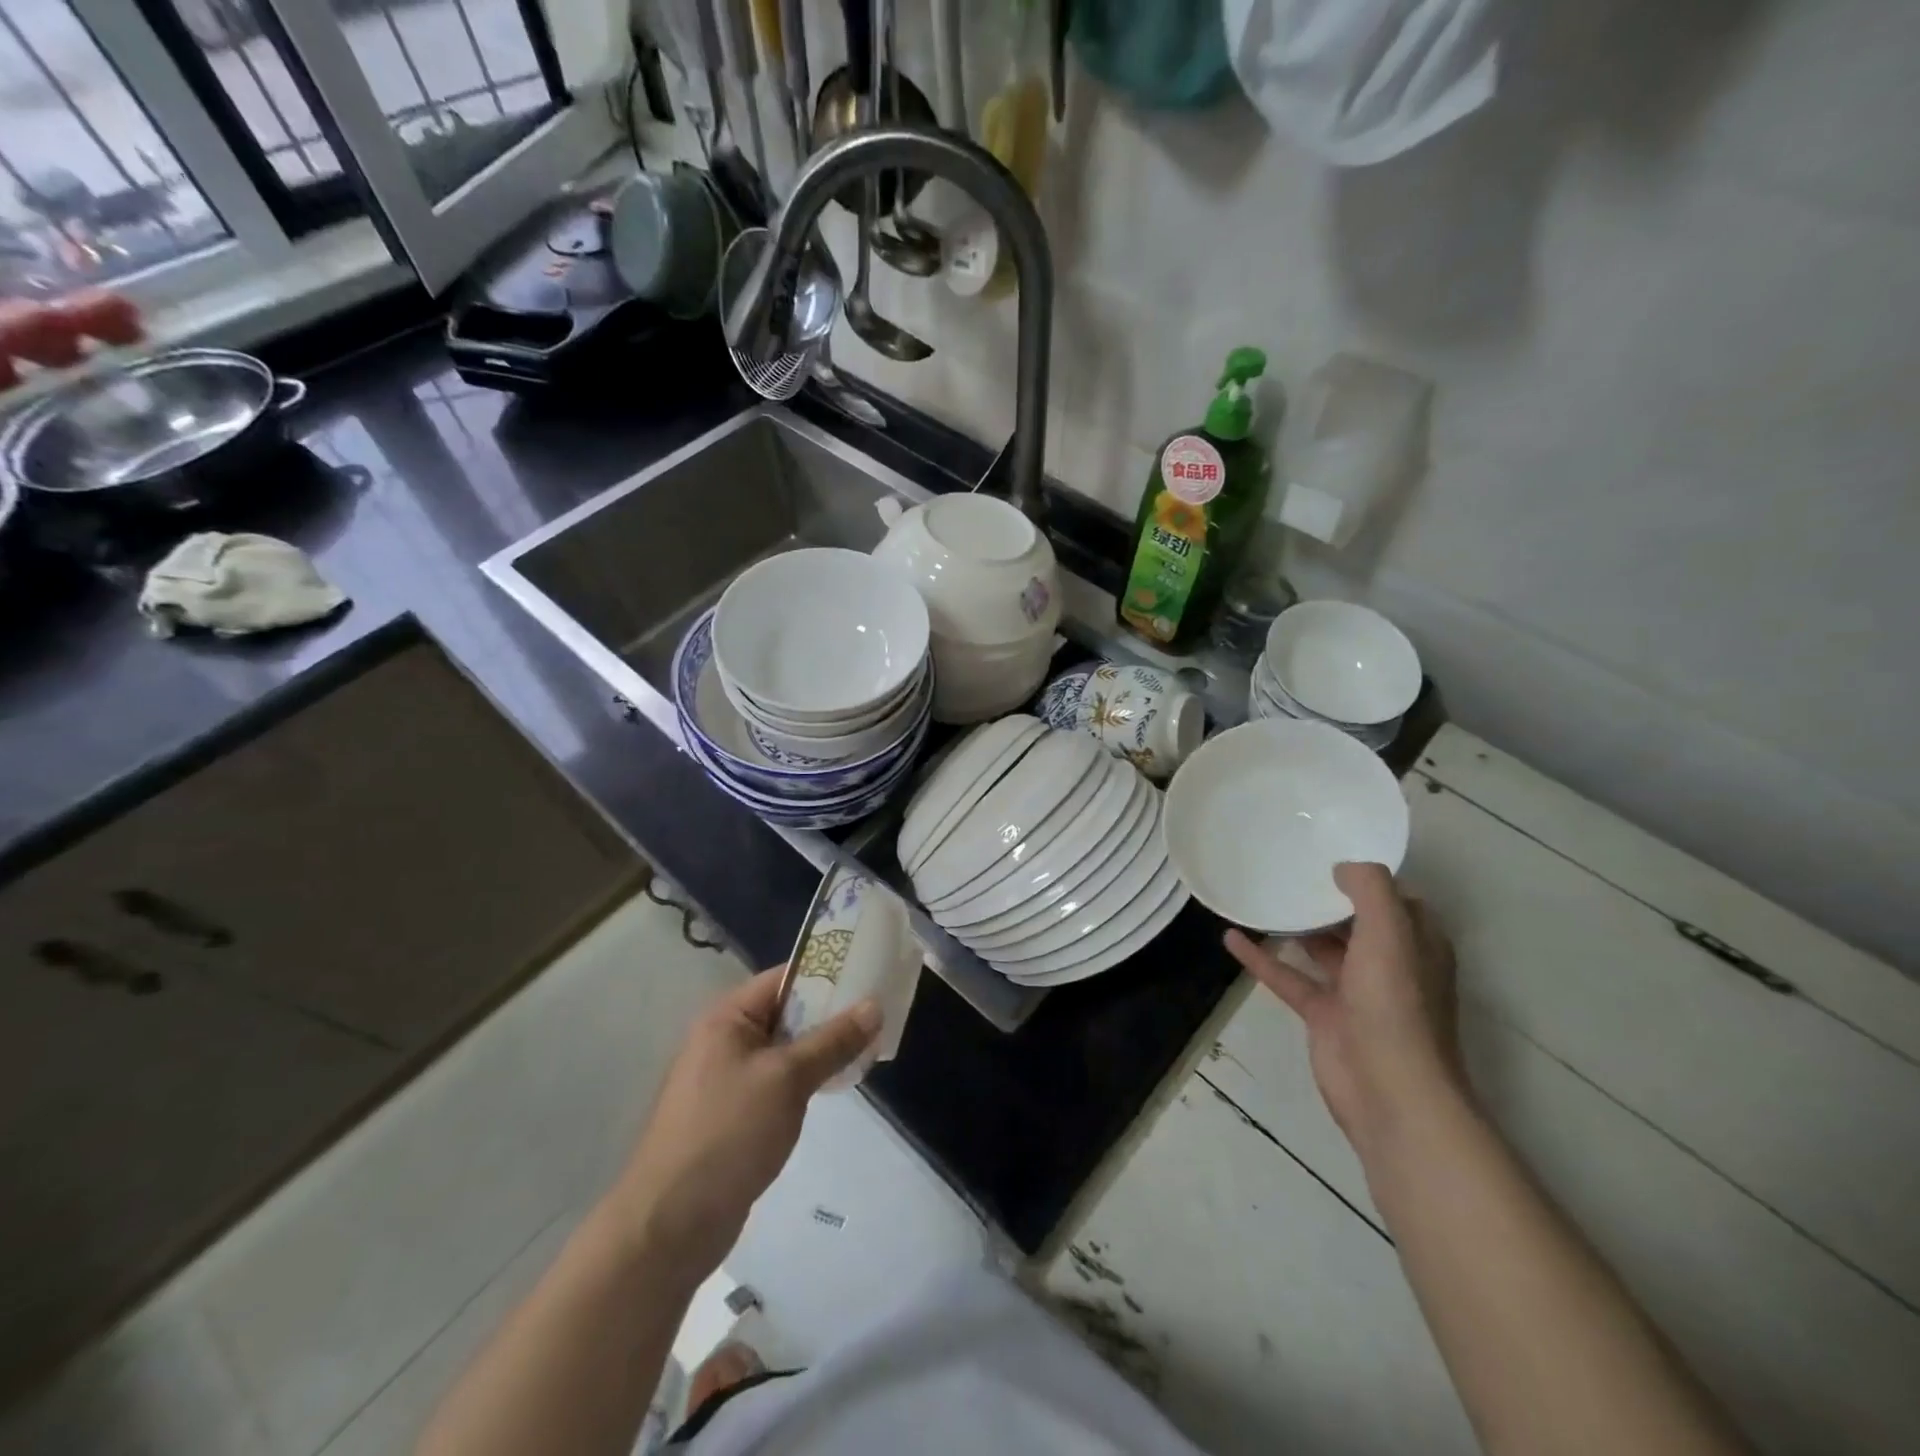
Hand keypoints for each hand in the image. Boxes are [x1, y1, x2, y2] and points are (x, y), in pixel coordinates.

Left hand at [607, 967, 878, 1278]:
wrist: (670, 1225)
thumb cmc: (728, 1134)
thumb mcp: (787, 1079)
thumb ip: (833, 1040)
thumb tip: (874, 1005)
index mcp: (727, 1018)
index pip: (785, 978)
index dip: (828, 973)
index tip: (871, 975)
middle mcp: (725, 1040)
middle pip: (788, 1011)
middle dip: (832, 1013)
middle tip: (880, 1014)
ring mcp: (729, 1078)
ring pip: (787, 1048)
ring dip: (823, 1047)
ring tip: (869, 1046)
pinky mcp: (736, 1114)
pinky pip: (780, 1080)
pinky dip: (808, 1077)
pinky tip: (838, 1083)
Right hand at [1224, 863, 1463, 1154]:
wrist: (1389, 1091)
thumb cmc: (1395, 1004)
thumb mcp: (1390, 931)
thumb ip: (1370, 889)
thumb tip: (1343, 868)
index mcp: (1416, 944)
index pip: (1396, 900)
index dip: (1368, 877)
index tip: (1330, 852)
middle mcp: (1389, 965)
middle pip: (1355, 921)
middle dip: (1326, 897)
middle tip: (1287, 868)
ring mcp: (1355, 992)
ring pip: (1320, 948)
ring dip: (1294, 925)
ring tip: (1260, 895)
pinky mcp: (1323, 1015)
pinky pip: (1288, 977)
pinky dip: (1261, 958)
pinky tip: (1231, 938)